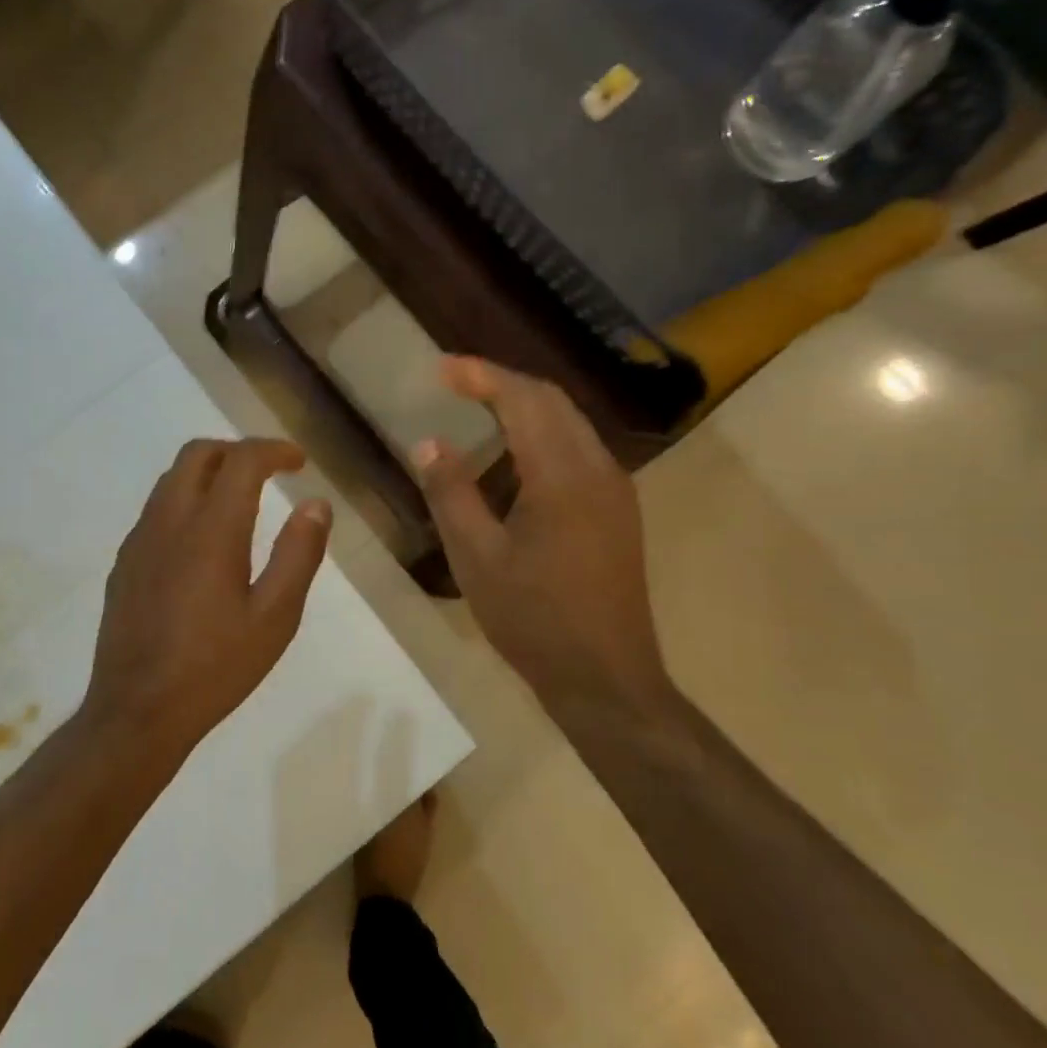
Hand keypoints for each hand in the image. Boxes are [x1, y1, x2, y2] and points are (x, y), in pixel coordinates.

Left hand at [86, 438, 331, 762]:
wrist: (137, 711)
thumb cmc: (216, 667)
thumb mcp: (275, 617)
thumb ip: (299, 554)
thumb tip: (316, 504)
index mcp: (211, 530)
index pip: (241, 460)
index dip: (273, 450)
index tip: (299, 462)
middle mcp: (169, 521)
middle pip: (198, 454)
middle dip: (237, 451)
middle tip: (269, 473)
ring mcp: (139, 541)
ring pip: (171, 479)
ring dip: (208, 473)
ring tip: (239, 501)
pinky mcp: (124, 563)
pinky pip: (155, 510)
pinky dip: (185, 501)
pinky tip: (201, 542)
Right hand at [412, 358, 667, 709]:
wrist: (607, 679)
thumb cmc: (535, 620)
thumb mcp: (477, 558)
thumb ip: (451, 493)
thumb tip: (429, 443)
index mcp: (563, 476)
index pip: (524, 400)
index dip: (482, 375)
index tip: (441, 368)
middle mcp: (598, 469)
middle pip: (552, 401)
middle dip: (503, 382)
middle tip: (455, 382)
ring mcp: (615, 490)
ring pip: (570, 423)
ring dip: (525, 406)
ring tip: (478, 409)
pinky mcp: (618, 511)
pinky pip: (578, 450)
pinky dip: (543, 434)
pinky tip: (514, 457)